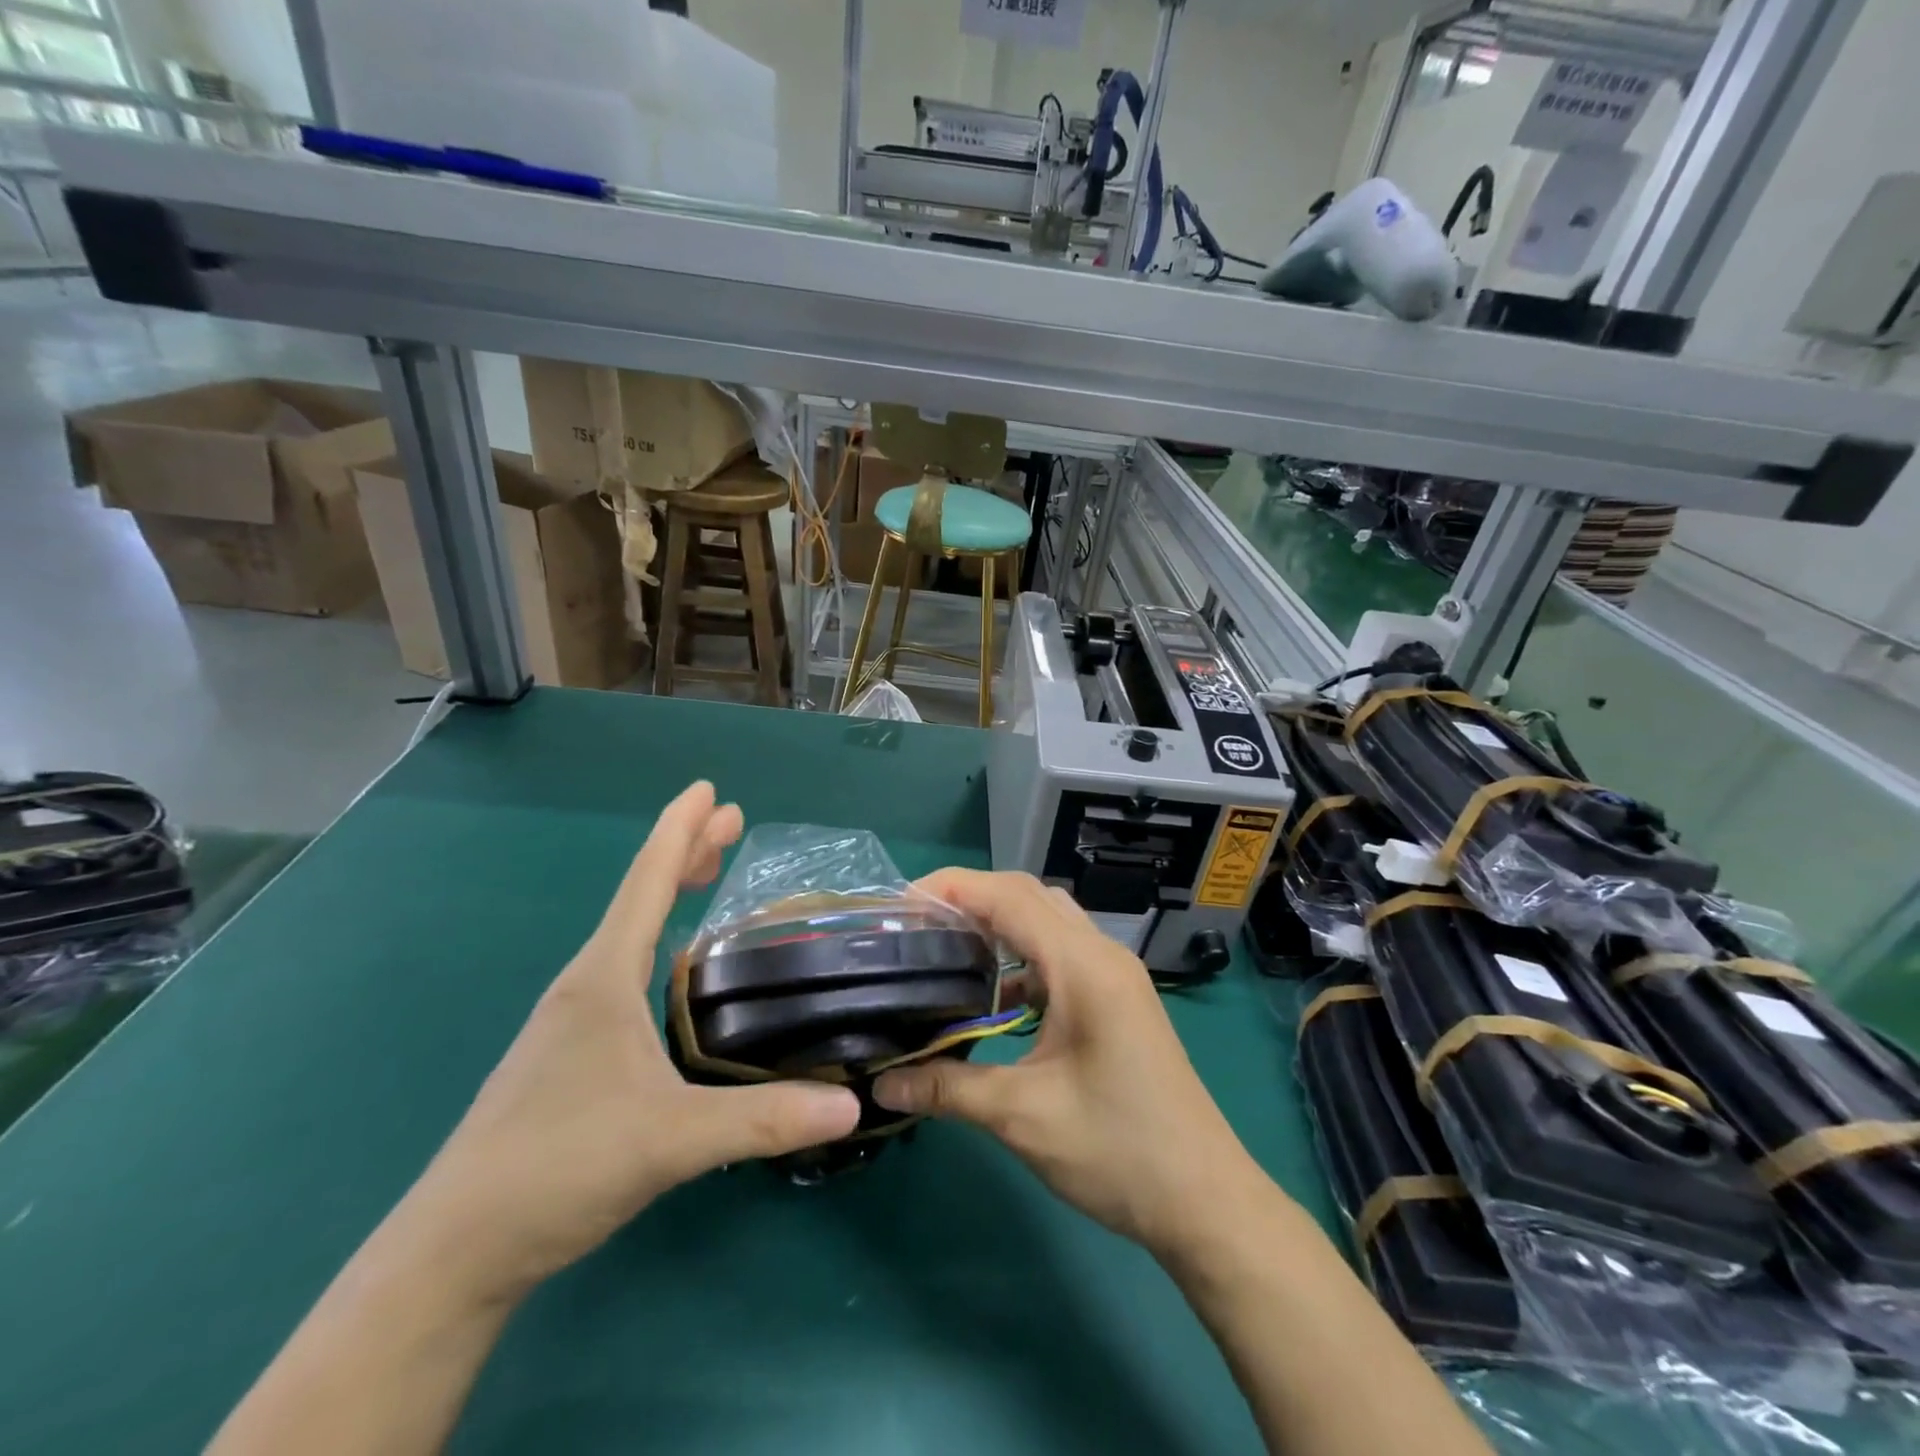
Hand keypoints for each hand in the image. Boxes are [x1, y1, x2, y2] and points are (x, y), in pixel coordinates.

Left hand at [397, 782, 861, 1304]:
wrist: (452, 1251)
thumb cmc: (556, 1168)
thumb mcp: (671, 1141)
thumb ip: (763, 1120)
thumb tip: (850, 1105)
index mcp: (603, 979)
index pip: (647, 882)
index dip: (680, 830)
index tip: (710, 790)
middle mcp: (585, 985)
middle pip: (640, 897)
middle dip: (685, 851)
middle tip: (730, 820)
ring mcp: (573, 1021)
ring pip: (631, 934)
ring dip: (670, 894)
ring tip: (708, 874)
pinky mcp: (571, 1054)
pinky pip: (625, 969)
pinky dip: (658, 940)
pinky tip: (677, 971)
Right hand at [872, 870, 1274, 1257]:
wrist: (1206, 1200)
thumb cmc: (1118, 1150)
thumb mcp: (1023, 1117)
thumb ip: (948, 1089)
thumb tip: (882, 1083)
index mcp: (1083, 966)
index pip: (1009, 897)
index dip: (954, 887)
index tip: (902, 902)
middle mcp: (1102, 954)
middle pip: (1030, 896)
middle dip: (972, 897)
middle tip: (918, 923)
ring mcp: (1116, 975)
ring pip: (1049, 920)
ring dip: (1000, 922)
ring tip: (948, 946)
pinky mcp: (1119, 998)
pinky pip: (1063, 953)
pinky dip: (1024, 955)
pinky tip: (995, 993)